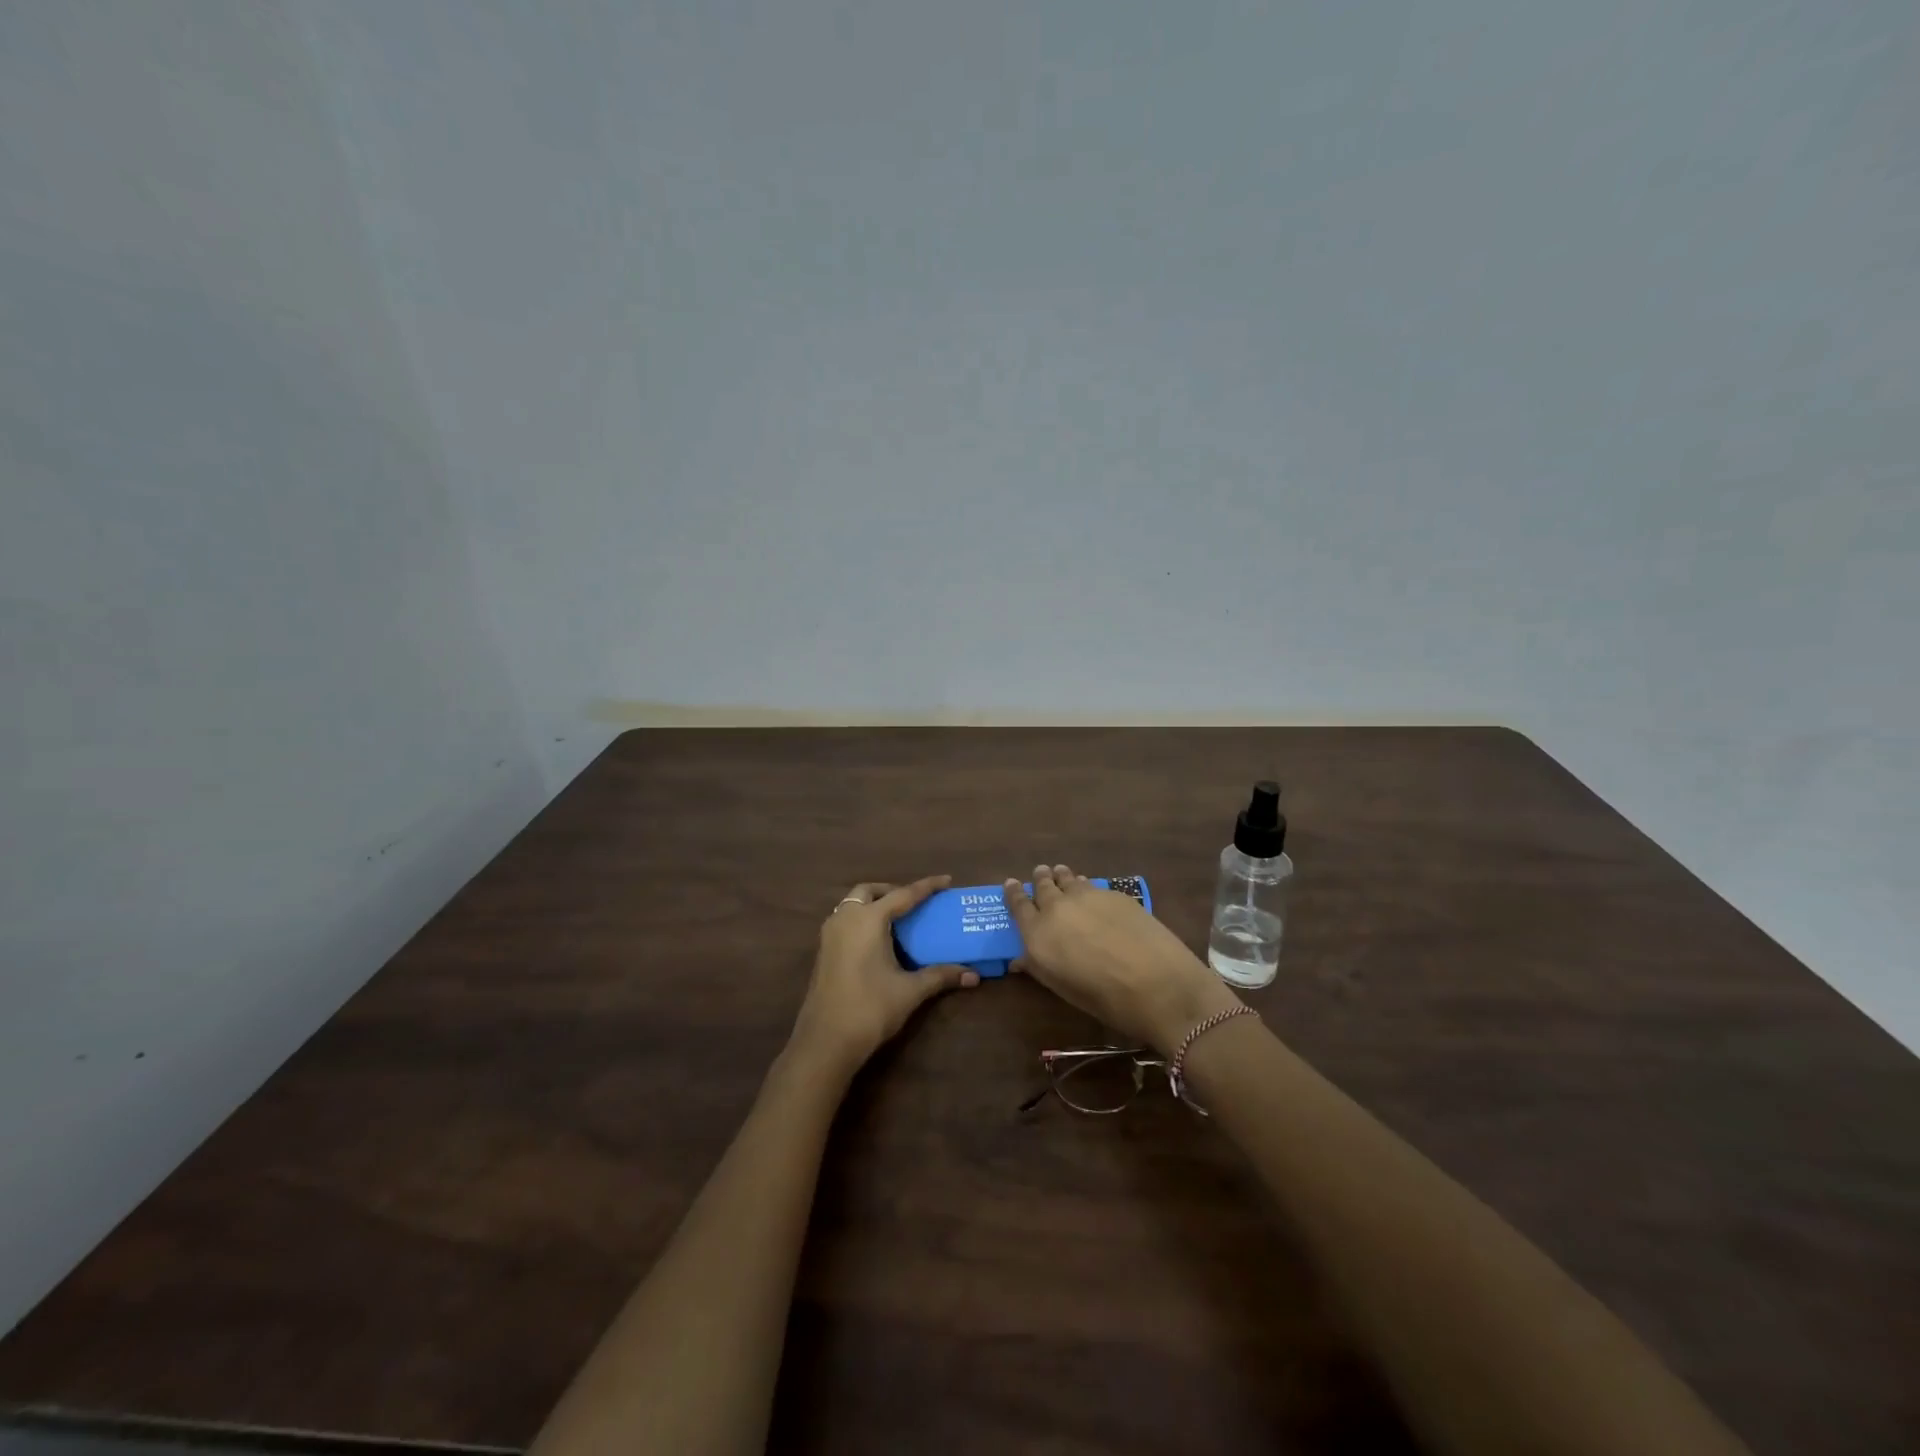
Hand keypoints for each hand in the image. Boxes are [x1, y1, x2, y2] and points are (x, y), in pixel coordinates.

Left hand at [788, 875, 979, 1078]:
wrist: (825, 1042)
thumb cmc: (870, 1008)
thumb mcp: (910, 991)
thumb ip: (940, 976)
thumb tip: (973, 975)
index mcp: (868, 919)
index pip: (903, 894)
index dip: (927, 886)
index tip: (946, 880)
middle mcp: (846, 918)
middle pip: (869, 891)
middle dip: (892, 891)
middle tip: (914, 903)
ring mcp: (830, 935)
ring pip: (852, 905)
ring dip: (873, 904)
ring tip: (897, 920)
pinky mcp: (823, 951)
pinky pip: (844, 921)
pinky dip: (862, 920)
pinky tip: (877, 941)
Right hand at [1004, 864, 1240, 1053]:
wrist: (1158, 985)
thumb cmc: (1104, 999)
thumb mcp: (1062, 988)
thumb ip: (1038, 966)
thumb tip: (1020, 958)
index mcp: (1038, 934)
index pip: (1018, 905)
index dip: (1013, 893)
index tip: (1010, 884)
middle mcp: (1057, 908)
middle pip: (1043, 885)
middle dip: (1040, 879)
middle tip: (1041, 874)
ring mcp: (1087, 896)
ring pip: (1068, 878)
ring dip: (1062, 877)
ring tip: (1062, 875)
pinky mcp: (1115, 894)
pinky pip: (1092, 885)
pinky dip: (1086, 886)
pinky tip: (1093, 895)